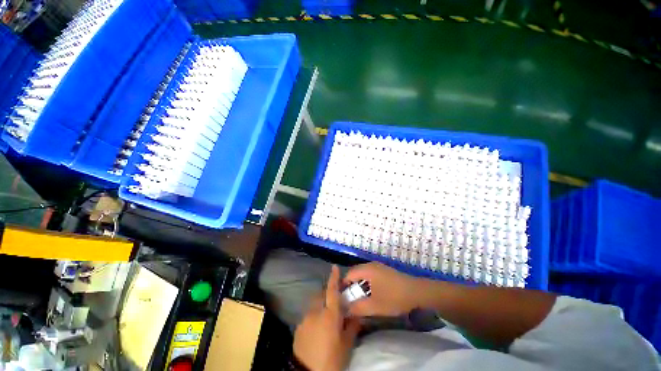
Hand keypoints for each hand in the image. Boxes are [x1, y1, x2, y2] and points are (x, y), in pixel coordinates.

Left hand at [293, 266, 360, 370]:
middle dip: (327, 293)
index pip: (332, 291)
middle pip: (321, 295)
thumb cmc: (331, 359)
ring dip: (320, 305)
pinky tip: (317, 328)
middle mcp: (316, 312)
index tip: (334, 267)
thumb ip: (352, 327)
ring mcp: (305, 318)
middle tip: (334, 300)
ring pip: (314, 305)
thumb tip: (357, 315)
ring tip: (326, 316)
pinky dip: (314, 316)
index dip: (334, 278)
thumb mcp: (346, 345)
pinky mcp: (298, 327)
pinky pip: (308, 315)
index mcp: (329, 314)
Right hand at [343, 262, 420, 316]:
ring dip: (360, 286)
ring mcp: (379, 267)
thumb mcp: (374, 306)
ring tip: (360, 299)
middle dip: (351, 286)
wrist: (417, 292)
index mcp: (367, 270)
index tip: (341, 298)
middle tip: (350, 300)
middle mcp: (371, 265)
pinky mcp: (385, 271)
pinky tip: (372, 295)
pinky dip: (367, 284)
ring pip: (364, 275)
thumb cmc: (394, 297)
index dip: (343, 286)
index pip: (349, 274)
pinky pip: (371, 275)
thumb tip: (345, 310)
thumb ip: (357, 308)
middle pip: (356, 273)